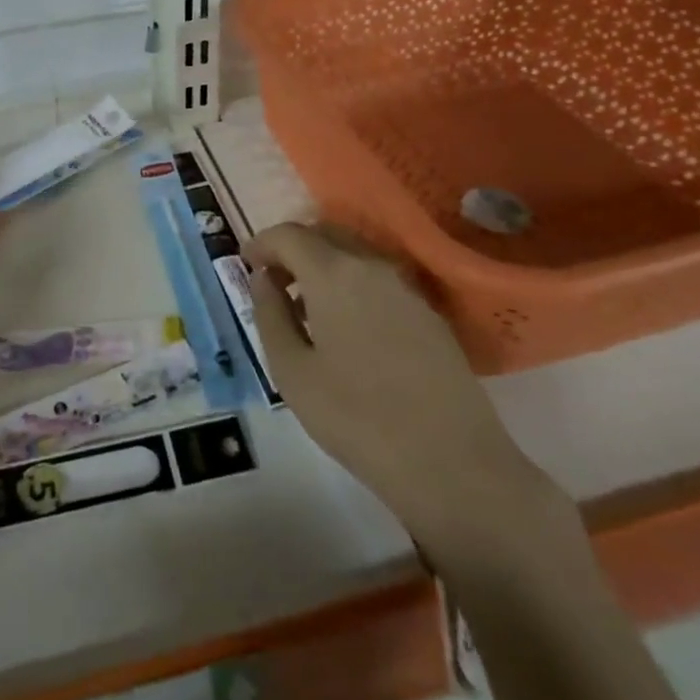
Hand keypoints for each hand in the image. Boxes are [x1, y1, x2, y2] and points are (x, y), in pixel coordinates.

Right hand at [245, 223, 555, 558]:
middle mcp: (372, 266)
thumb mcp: (292, 371)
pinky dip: (351, 283)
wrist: (453, 464)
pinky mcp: (429, 313)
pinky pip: (378, 279)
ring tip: (306, 306)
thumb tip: (263, 279)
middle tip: (272, 281)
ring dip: (323, 265)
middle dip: (292, 249)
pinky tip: (346, 325)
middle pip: (324, 235)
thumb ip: (269, 314)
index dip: (261, 243)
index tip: (245, 263)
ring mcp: (406, 288)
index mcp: (334, 273)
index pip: (289, 235)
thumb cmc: (357, 418)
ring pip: (354, 254)